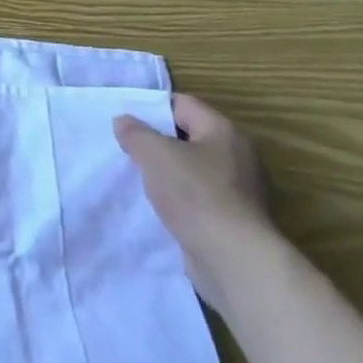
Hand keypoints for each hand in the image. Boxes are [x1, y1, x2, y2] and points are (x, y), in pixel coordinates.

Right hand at [114, 95, 272, 312]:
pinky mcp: (233, 218)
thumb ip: (135, 133)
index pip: (183, 104)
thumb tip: (124, 121)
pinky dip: (177, 197)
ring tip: (135, 176)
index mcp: (223, 132)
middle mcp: (236, 155)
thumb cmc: (194, 194)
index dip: (151, 107)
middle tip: (125, 147)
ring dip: (165, 171)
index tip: (124, 119)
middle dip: (157, 141)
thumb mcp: (154, 154)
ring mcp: (238, 189)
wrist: (232, 258)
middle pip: (188, 136)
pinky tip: (156, 205)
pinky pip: (197, 196)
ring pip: (192, 168)